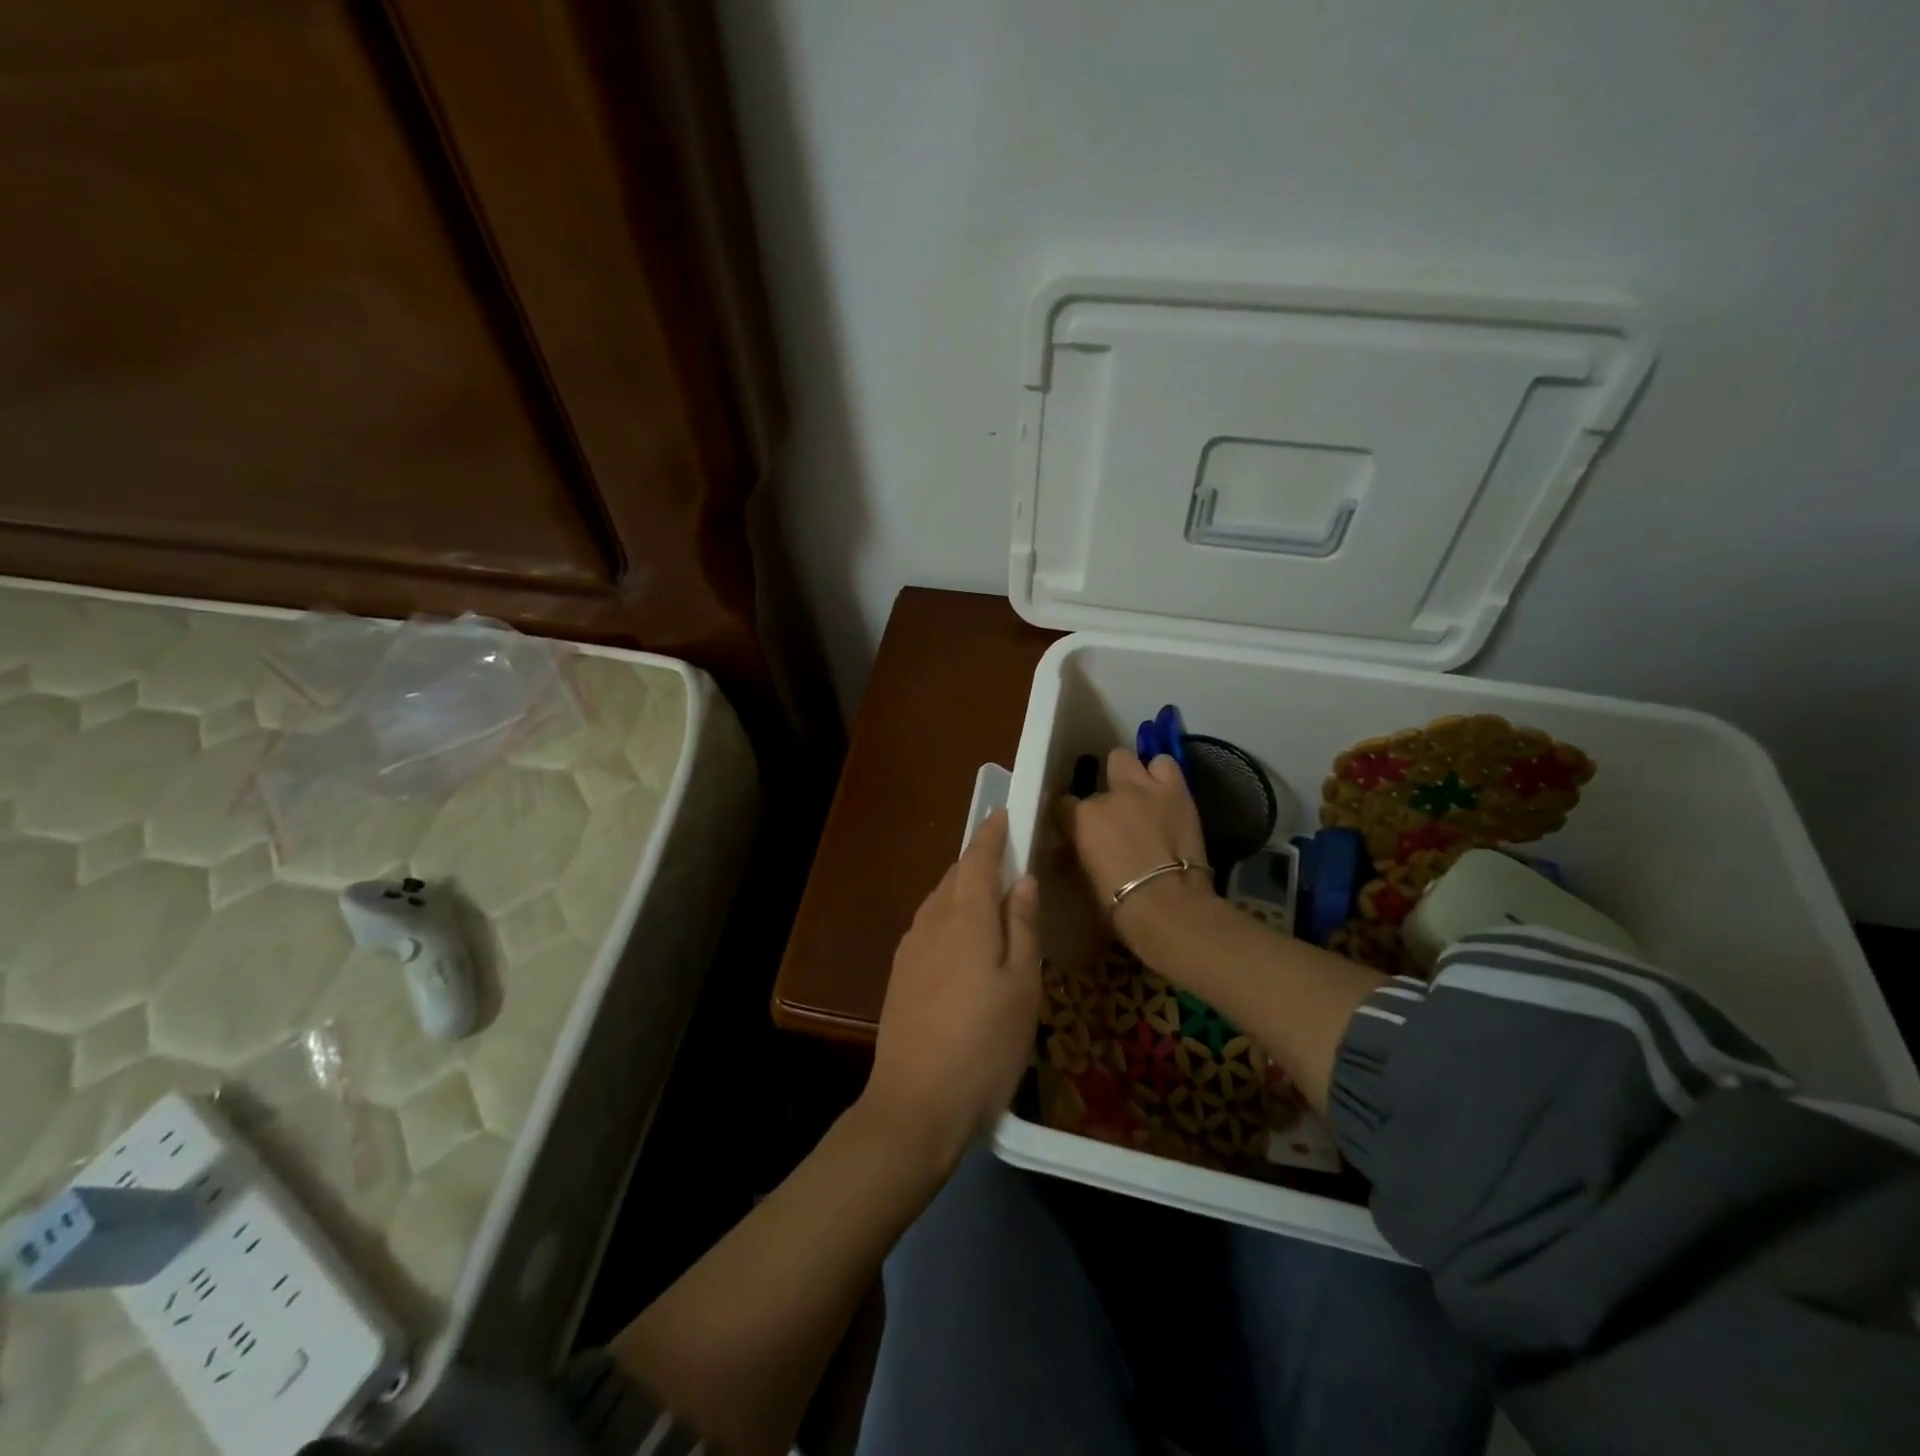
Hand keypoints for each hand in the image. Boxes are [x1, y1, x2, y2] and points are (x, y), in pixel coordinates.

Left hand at [865, 810, 1041, 1168]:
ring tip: (989, 895)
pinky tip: (962, 937)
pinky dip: (949, 914)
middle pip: (955, 876)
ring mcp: (909, 949)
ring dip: (962, 888)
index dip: (991, 834)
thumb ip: (1023, 927)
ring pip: (939, 900)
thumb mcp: (1022, 987)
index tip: (1004, 814)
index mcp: (965, 918)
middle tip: (1007, 858)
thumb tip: (1023, 880)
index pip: (977, 859)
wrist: (916, 1105)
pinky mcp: (900, 974)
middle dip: (978, 860)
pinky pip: (928, 925)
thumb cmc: (984, 1045)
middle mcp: (931, 922)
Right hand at [1056, 747, 1214, 944]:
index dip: (1071, 815)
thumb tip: (1074, 845)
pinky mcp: (1176, 790)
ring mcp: (1143, 787)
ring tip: (1143, 794)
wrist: (1167, 905)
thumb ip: (1079, 850)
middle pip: (1101, 770)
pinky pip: (1166, 765)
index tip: (1077, 828)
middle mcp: (1109, 794)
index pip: (1064, 804)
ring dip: (1136, 774)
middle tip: (1116, 806)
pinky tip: (1165, 794)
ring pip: (1129, 759)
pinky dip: (1163, 776)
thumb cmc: (1119, 904)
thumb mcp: (1085, 875)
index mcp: (1081, 817)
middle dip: (1108, 783)